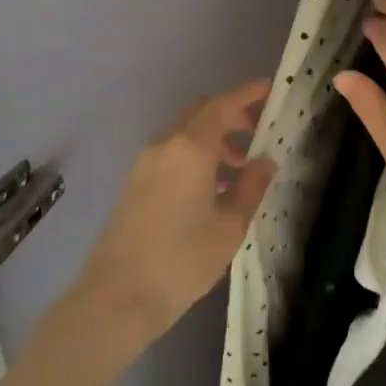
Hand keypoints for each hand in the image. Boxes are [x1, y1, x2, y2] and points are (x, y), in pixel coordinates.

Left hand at [77, 79, 275, 346]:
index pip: (223, 105)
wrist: (117, 297)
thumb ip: (251, 186)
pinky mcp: (134, 182)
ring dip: (213, 139)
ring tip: (238, 170)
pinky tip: (210, 189)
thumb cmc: (182, 260)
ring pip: (185, 133)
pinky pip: (171, 153)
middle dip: (230, 116)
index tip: (268, 89)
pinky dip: (194, 155)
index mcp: (191, 147)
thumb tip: (265, 161)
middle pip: (201, 113)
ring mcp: (145, 162)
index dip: (247, 94)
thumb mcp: (230, 226)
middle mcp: (165, 144)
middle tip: (257, 134)